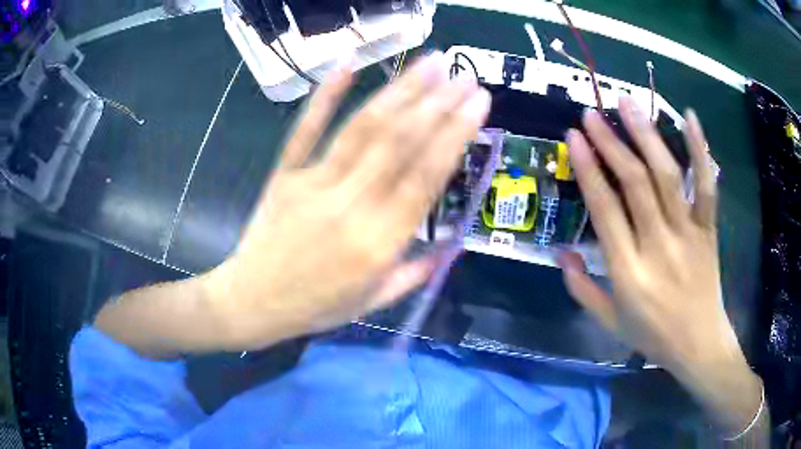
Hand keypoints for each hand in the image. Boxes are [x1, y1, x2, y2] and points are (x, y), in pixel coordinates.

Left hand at [203, 54, 490, 350]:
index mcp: (378, 243)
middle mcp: (350, 207)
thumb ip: (415, 273)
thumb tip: (453, 247)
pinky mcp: (284, 175)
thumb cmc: (315, 306)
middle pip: (398, 143)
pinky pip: (306, 129)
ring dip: (399, 90)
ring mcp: (312, 184)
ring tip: (429, 62)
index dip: (455, 133)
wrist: (251, 302)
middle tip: (463, 72)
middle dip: (437, 101)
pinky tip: (349, 63)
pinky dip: (325, 94)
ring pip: (362, 129)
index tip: (478, 102)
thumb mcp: (373, 304)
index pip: (425, 176)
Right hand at [560, 98, 762, 435]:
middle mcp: (658, 247)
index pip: (605, 211)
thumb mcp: (610, 323)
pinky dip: (700, 150)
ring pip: (668, 177)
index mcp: (629, 273)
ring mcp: (688, 235)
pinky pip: (707, 186)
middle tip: (591, 113)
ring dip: (647, 136)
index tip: (574, 138)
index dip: (589, 170)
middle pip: (635, 184)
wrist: (699, 345)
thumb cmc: (653, 336)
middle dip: (611, 143)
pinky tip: (689, 117)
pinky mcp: (709, 230)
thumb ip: (582, 288)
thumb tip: (559, 253)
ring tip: (628, 103)